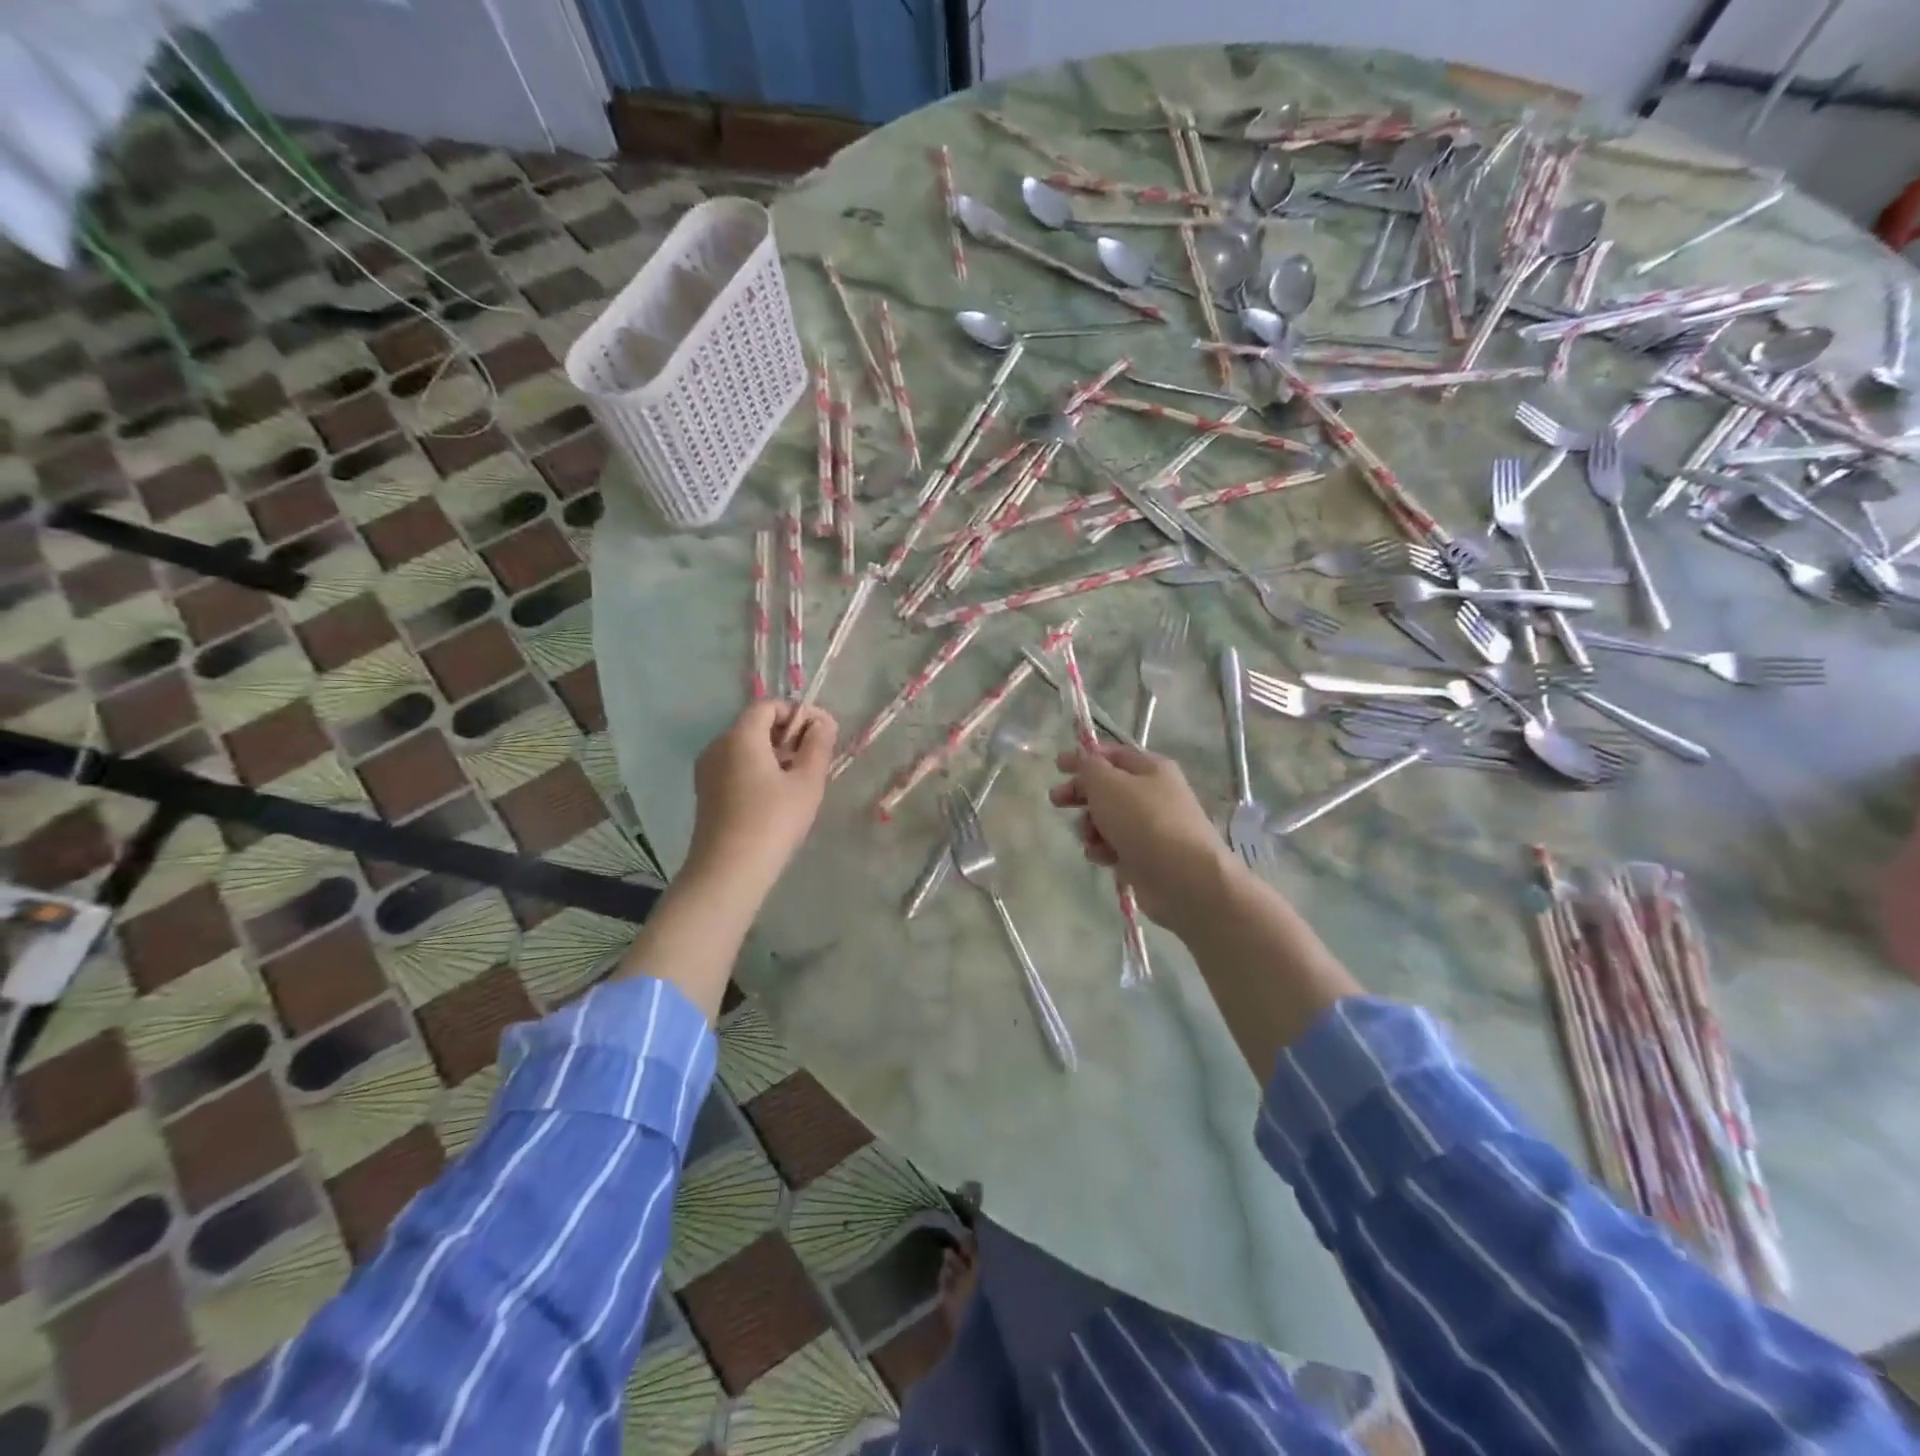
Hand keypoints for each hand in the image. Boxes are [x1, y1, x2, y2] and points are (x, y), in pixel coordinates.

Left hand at [686, 702, 836, 898]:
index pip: (769, 706)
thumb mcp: (807, 782)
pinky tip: (775, 796)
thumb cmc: (773, 821)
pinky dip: (758, 769)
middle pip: (756, 725)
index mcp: (740, 736)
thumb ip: (818, 745)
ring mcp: (707, 770)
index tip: (822, 734)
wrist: (728, 871)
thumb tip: (822, 722)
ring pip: (745, 747)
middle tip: (815, 760)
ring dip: (774, 754)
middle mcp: (718, 745)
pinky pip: (735, 766)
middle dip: (788, 734)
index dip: (798, 713)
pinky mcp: (706, 792)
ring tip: (799, 780)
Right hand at [1049, 745, 1239, 930]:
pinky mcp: (1147, 856)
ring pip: (1108, 819)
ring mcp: (1151, 827)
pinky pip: (1116, 846)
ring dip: (1090, 826)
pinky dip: (1104, 849)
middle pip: (1108, 788)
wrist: (1184, 878)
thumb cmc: (1144, 821)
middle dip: (1081, 794)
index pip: (1112, 755)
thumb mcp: (1108, 784)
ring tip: (1088, 837)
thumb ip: (1088, 766)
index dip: (1083, 757)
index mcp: (1151, 769)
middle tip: (1056, 800)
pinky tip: (1101, 857)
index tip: (1056, 766)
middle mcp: (1154, 794)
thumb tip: (1082, 755)